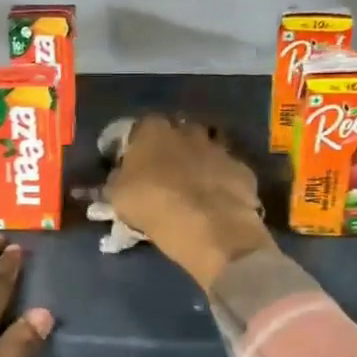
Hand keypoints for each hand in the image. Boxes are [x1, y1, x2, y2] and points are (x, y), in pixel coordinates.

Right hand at [103, 116, 274, 288]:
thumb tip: (114, 179)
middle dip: (168, 151)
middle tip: (160, 176)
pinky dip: (219, 183)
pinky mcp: (242, 169)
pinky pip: (225, 173)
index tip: (129, 166)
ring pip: (203, 151)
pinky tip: (214, 203)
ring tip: (189, 189)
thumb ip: (114, 182)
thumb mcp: (118, 197)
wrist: (211, 227)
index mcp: (153, 130)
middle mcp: (187, 130)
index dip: (133, 148)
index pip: (138, 129)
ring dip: (196, 164)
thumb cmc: (154, 205)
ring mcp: (219, 148)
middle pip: (175, 135)